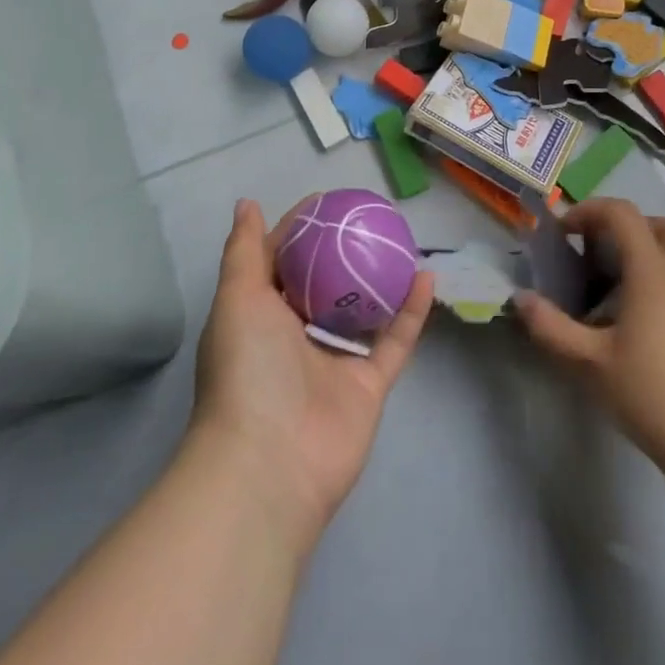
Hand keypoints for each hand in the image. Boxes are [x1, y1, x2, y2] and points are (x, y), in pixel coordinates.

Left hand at [191, 199, 434, 541]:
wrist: (270, 462)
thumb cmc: (247, 368)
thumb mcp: (237, 298)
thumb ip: (245, 251)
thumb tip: (246, 203)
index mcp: (260, 315)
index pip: (281, 261)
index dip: (300, 230)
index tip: (327, 201)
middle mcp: (296, 336)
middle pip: (325, 283)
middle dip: (344, 251)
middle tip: (371, 218)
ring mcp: (334, 361)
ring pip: (363, 310)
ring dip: (381, 279)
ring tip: (403, 241)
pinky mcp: (368, 385)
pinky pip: (395, 341)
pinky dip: (412, 312)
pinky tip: (427, 276)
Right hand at [515, 198, 664, 477]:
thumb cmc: (651, 393)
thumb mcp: (589, 362)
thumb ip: (550, 327)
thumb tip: (520, 299)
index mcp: (652, 272)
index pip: (623, 214)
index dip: (589, 211)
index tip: (564, 234)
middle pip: (663, 224)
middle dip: (627, 226)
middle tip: (599, 250)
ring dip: (643, 252)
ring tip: (610, 286)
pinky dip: (657, 279)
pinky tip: (632, 318)